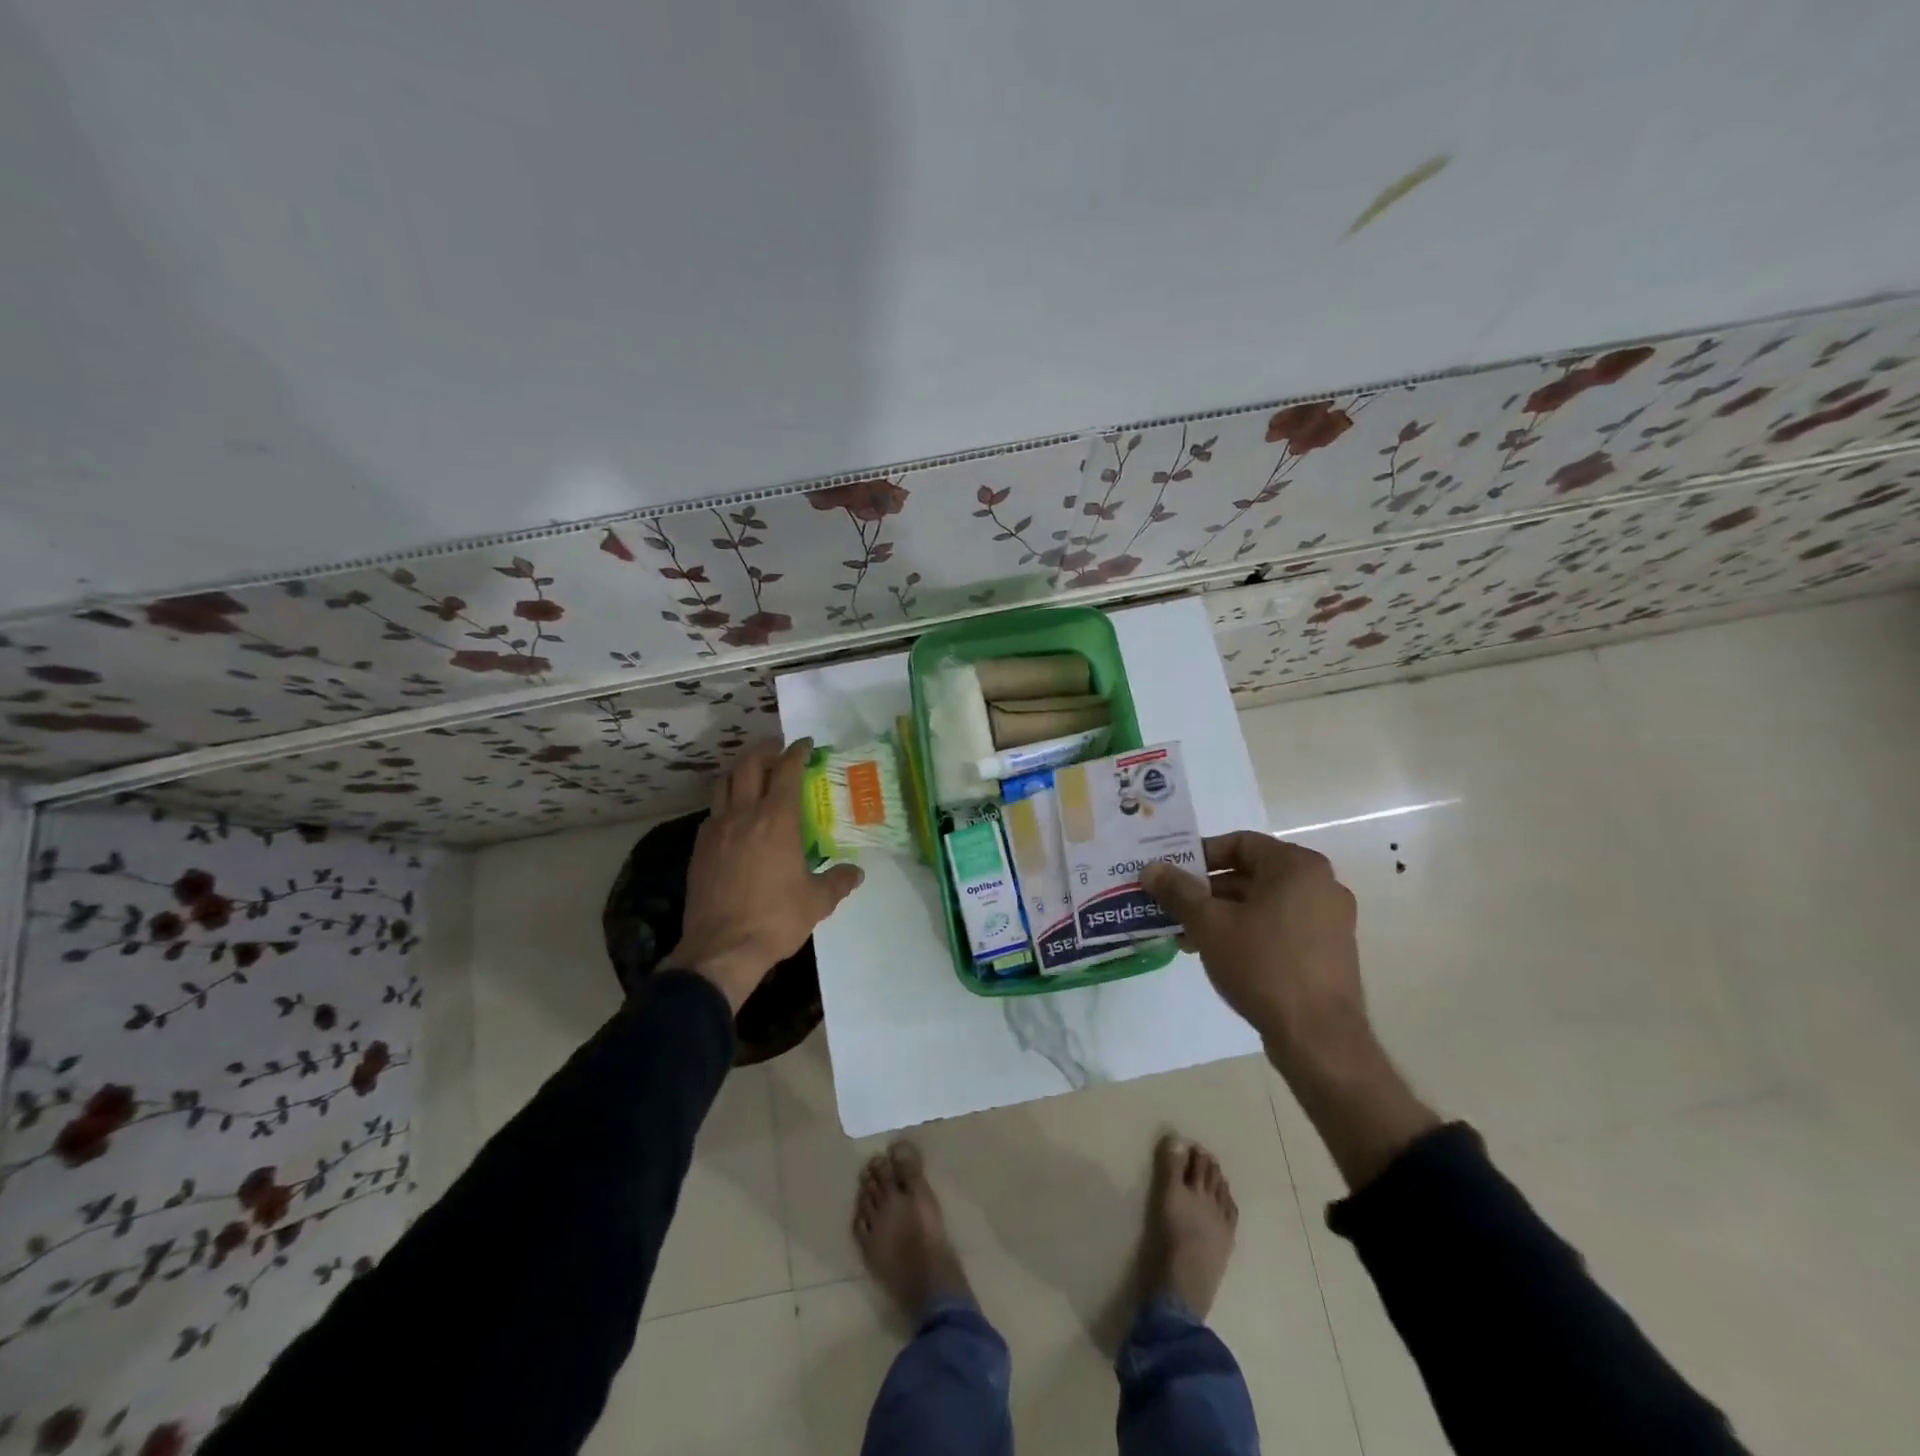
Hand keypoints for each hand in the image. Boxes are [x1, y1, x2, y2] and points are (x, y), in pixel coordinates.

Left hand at [662, 738, 863, 1011]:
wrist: (722, 948)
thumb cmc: (775, 919)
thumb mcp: (817, 901)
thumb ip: (838, 881)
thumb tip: (856, 873)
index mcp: (777, 820)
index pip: (787, 771)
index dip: (797, 752)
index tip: (805, 744)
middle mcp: (744, 815)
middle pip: (748, 766)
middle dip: (764, 751)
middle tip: (777, 749)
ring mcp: (716, 830)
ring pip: (724, 784)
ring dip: (740, 771)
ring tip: (753, 774)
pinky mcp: (700, 849)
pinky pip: (713, 812)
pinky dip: (726, 802)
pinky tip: (734, 816)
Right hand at [1143, 834, 1437, 1189]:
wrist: (1319, 1038)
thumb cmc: (1263, 965)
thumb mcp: (1209, 924)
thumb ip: (1178, 891)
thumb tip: (1152, 868)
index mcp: (1297, 866)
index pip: (1239, 843)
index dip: (1200, 854)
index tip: (1172, 874)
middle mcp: (1320, 884)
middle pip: (1250, 873)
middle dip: (1206, 889)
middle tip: (1172, 906)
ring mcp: (1330, 919)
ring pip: (1263, 902)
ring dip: (1222, 913)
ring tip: (1187, 935)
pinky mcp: (1329, 950)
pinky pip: (1280, 926)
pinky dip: (1248, 931)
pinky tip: (1217, 953)